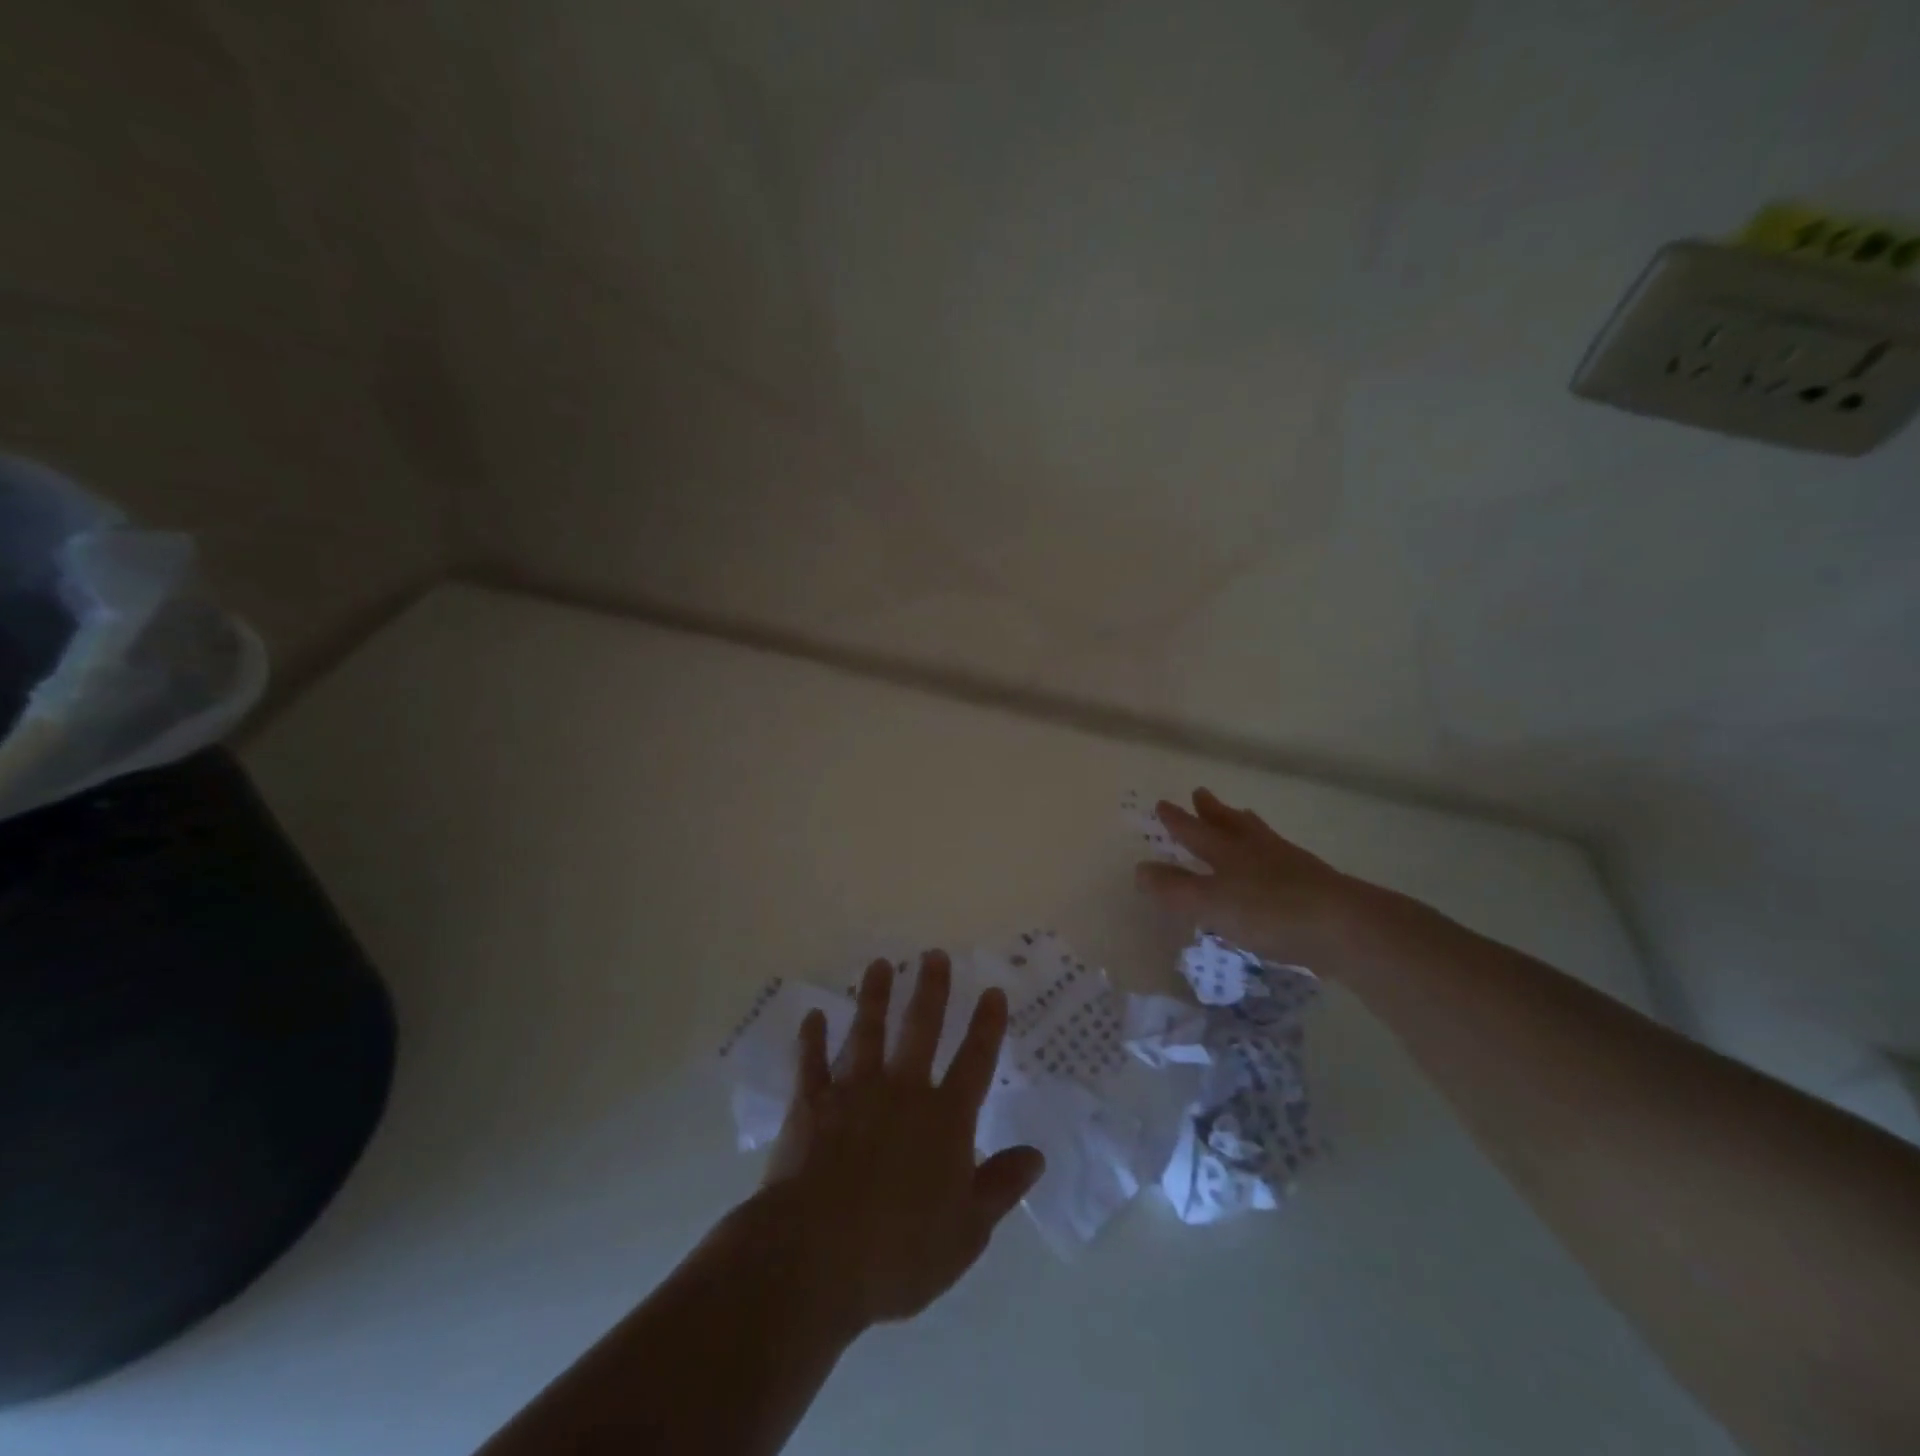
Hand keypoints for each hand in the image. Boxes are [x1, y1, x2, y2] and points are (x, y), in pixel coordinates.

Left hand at [762, 951, 1045, 1331]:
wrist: (816, 1257)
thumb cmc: (900, 1252)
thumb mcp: (967, 1231)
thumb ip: (1000, 1187)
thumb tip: (1036, 1154)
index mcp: (944, 1119)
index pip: (975, 1062)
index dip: (986, 1026)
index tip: (993, 991)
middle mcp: (902, 1091)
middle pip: (921, 1029)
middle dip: (931, 990)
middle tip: (934, 954)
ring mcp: (854, 1092)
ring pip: (868, 1032)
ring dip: (875, 997)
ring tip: (881, 965)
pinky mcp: (811, 1104)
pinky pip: (812, 1062)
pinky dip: (812, 1038)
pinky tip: (813, 1015)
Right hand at [1135, 787, 1418, 977]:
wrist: (1345, 926)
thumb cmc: (1270, 912)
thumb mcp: (1211, 904)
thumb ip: (1175, 890)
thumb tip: (1139, 869)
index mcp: (1228, 852)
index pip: (1195, 832)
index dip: (1177, 820)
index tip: (1163, 804)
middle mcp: (1257, 850)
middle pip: (1230, 824)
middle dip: (1212, 812)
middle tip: (1201, 793)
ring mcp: (1290, 863)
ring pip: (1260, 835)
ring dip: (1245, 824)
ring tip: (1243, 815)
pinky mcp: (1315, 883)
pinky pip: (1284, 857)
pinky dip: (1272, 850)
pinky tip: (1280, 861)